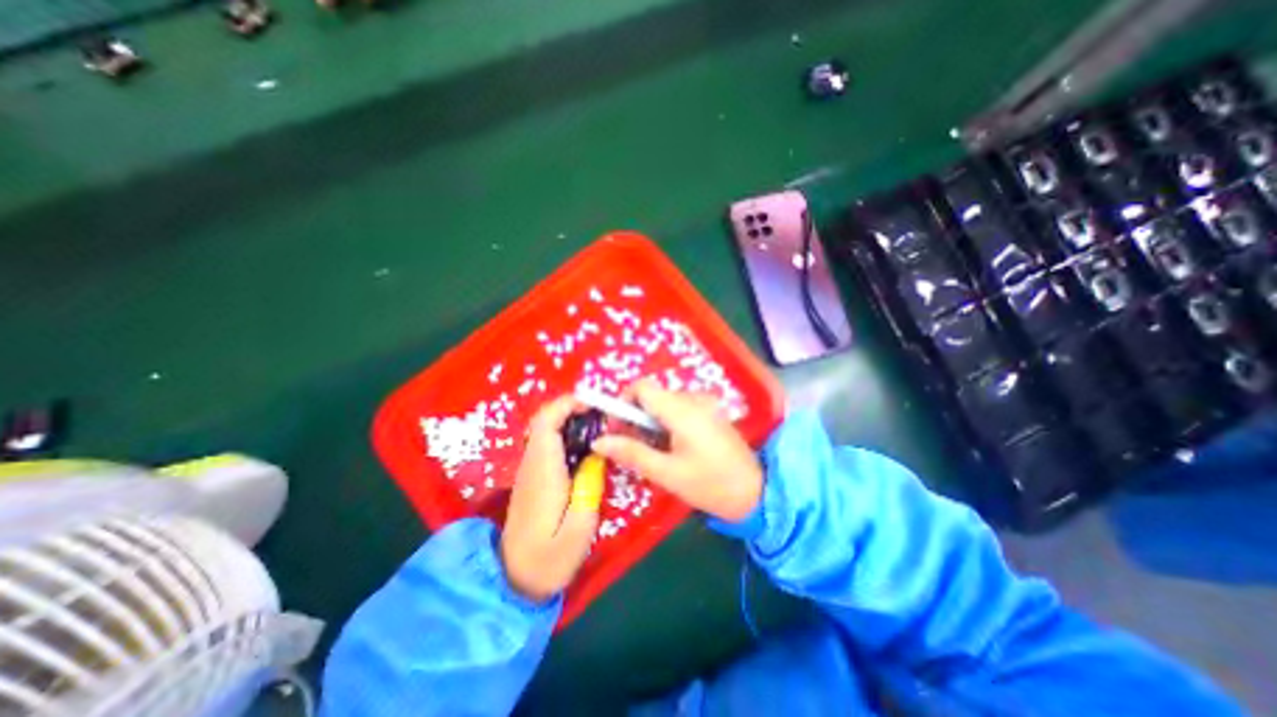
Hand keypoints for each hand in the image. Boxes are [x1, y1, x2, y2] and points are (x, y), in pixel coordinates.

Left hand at [495, 394, 601, 602]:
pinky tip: (586, 448)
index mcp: (543, 471)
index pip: (545, 423)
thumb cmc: (549, 558)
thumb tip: (597, 454)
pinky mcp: (532, 478)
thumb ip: (590, 487)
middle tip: (602, 416)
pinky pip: (547, 444)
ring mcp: (529, 470)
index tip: (593, 406)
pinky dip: (566, 435)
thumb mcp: (579, 528)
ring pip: (545, 430)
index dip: (566, 405)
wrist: (514, 581)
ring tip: (599, 427)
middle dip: (572, 409)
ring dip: (570, 421)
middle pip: (544, 421)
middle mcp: (532, 464)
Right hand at [594, 381, 762, 521]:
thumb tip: (599, 441)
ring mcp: (705, 403)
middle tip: (632, 447)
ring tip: (654, 452)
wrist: (755, 493)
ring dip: (651, 422)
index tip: (617, 428)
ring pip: (665, 403)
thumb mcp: (666, 473)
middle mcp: (693, 398)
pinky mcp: (711, 411)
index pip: (641, 387)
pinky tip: (673, 447)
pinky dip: (667, 422)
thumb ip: (632, 453)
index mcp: (681, 409)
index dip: (623, 402)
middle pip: (652, 395)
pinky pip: (680, 408)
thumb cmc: (709, 485)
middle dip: (635, 417)